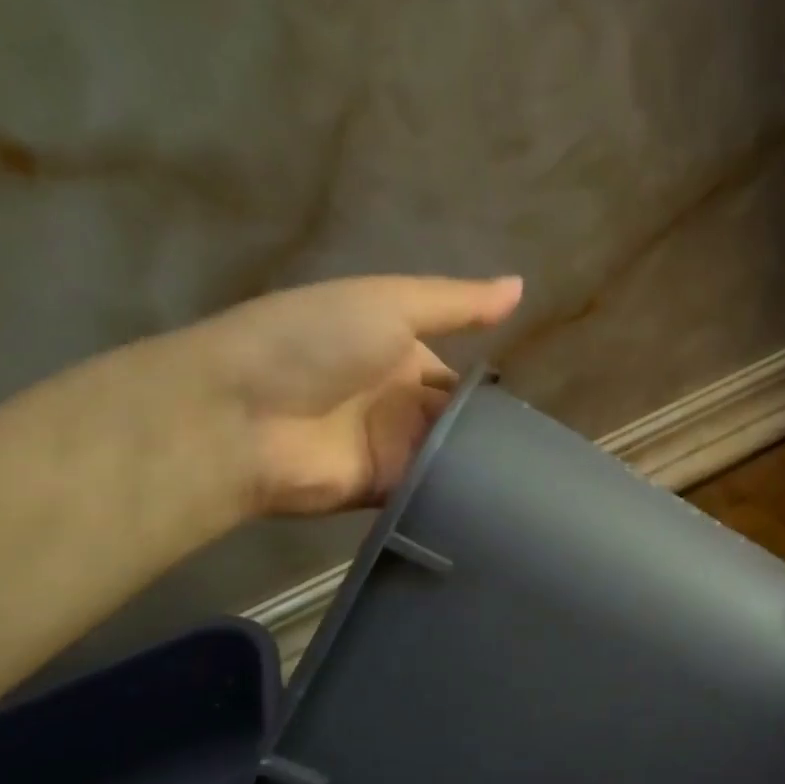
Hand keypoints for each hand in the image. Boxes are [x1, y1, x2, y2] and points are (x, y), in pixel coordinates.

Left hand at [176, 274, 522, 515]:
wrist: (240, 415)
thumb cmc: (316, 342)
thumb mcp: (389, 304)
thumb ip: (456, 304)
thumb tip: (522, 286)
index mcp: (398, 352)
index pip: (459, 375)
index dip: (490, 390)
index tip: (534, 409)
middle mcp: (397, 401)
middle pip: (459, 420)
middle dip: (493, 432)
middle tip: (544, 450)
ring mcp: (389, 448)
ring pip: (451, 457)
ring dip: (483, 463)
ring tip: (537, 476)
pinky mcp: (383, 490)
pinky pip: (432, 491)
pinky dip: (460, 493)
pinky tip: (504, 497)